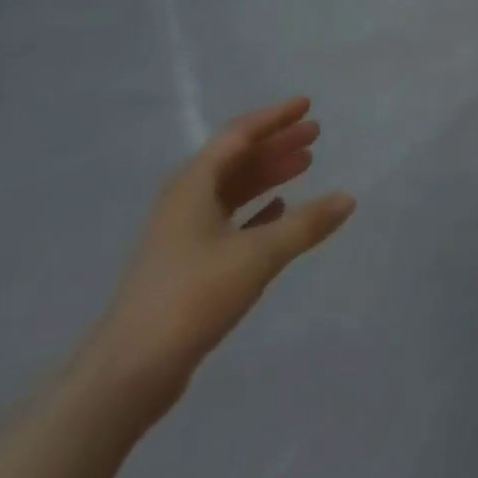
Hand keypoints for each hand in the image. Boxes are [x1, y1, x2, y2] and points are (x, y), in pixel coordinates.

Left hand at [78, 98, 354, 418]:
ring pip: (233, 189)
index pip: (238, 136)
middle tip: (315, 134)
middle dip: (276, 144)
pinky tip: (279, 210)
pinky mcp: (186, 263)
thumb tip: (348, 198)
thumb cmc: (192, 297)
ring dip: (268, 174)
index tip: (306, 106)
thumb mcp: (257, 255)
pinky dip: (256, 209)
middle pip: (236, 160)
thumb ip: (305, 224)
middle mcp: (185, 201)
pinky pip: (228, 219)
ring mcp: (183, 233)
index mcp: (193, 186)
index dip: (274, 118)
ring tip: (305, 165)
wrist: (130, 371)